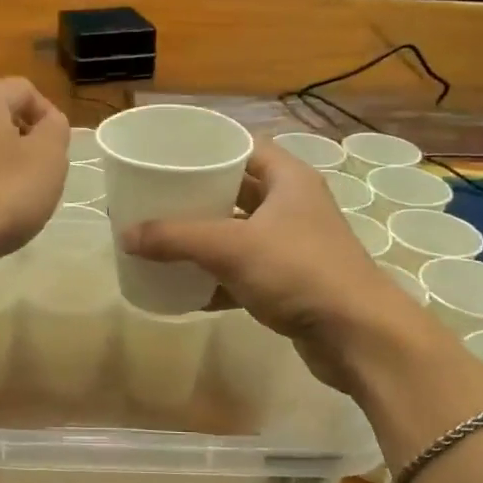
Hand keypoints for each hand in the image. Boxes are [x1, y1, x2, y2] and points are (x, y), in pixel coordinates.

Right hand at [119, 139, 448, 391]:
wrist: (357, 336)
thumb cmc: (298, 271)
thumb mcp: (231, 247)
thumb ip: (176, 237)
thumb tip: (125, 235)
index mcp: (289, 180)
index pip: (244, 147)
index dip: (209, 147)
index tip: (170, 154)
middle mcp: (293, 206)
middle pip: (237, 190)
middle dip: (198, 196)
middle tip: (157, 198)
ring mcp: (294, 246)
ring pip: (239, 233)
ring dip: (205, 239)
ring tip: (163, 240)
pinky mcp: (291, 283)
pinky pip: (244, 272)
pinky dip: (217, 278)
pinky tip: (185, 288)